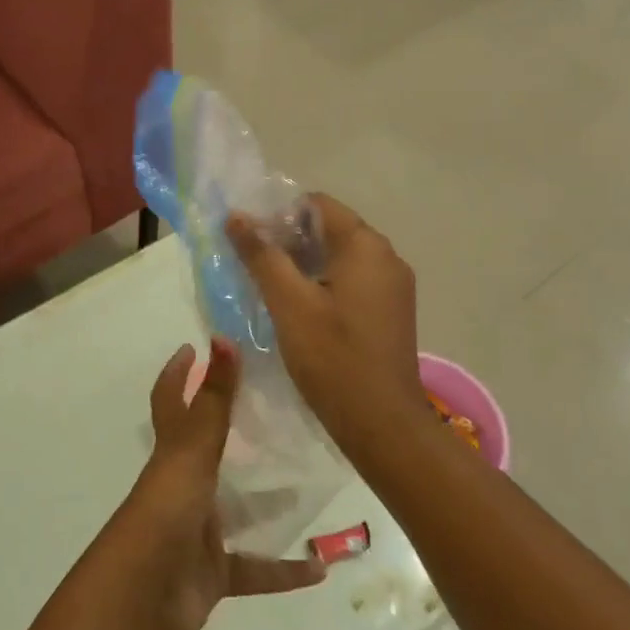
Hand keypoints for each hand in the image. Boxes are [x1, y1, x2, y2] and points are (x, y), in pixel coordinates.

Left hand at [112, 337, 326, 629]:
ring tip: (309, 481)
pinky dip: (284, 570)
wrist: (142, 599)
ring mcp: (198, 530)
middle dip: (233, 431)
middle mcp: (184, 485)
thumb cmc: (166, 511)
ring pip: (237, 508)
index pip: (171, 401)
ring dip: (268, 500)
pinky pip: (255, 569)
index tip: (193, 347)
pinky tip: (319, 569)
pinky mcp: (213, 573)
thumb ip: (213, 398)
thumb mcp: (194, 450)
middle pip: (208, 450)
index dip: (178, 374)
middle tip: (275, 408)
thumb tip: (222, 336)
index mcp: (173, 452)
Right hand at [226, 194, 428, 449]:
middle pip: (330, 228)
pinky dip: (325, 283)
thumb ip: (261, 255)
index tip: (252, 242)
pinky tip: (301, 309)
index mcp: (365, 245)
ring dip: (305, 263)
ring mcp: (394, 284)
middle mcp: (386, 255)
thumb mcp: (288, 304)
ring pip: (340, 256)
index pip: (317, 204)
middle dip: (290, 240)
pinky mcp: (392, 309)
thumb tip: (236, 216)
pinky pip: (353, 279)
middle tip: (254, 266)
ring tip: (271, 288)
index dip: (279, 215)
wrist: (383, 425)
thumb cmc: (333, 359)